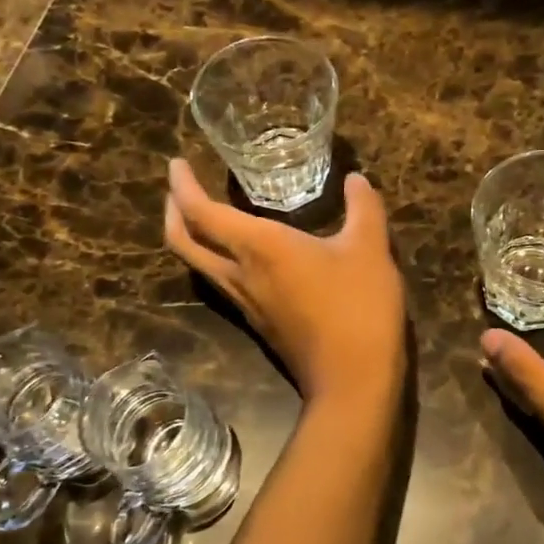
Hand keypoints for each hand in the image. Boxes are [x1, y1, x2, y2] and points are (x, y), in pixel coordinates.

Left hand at [165, 159, 406, 401]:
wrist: (353, 380)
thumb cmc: (358, 307)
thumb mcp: (370, 249)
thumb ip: (364, 208)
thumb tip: (356, 179)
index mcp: (259, 248)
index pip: (202, 213)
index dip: (182, 186)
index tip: (176, 163)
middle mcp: (241, 275)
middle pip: (184, 243)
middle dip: (173, 212)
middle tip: (178, 188)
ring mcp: (246, 303)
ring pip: (201, 266)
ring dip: (192, 237)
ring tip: (205, 214)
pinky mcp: (259, 323)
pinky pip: (223, 282)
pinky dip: (217, 258)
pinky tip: (244, 253)